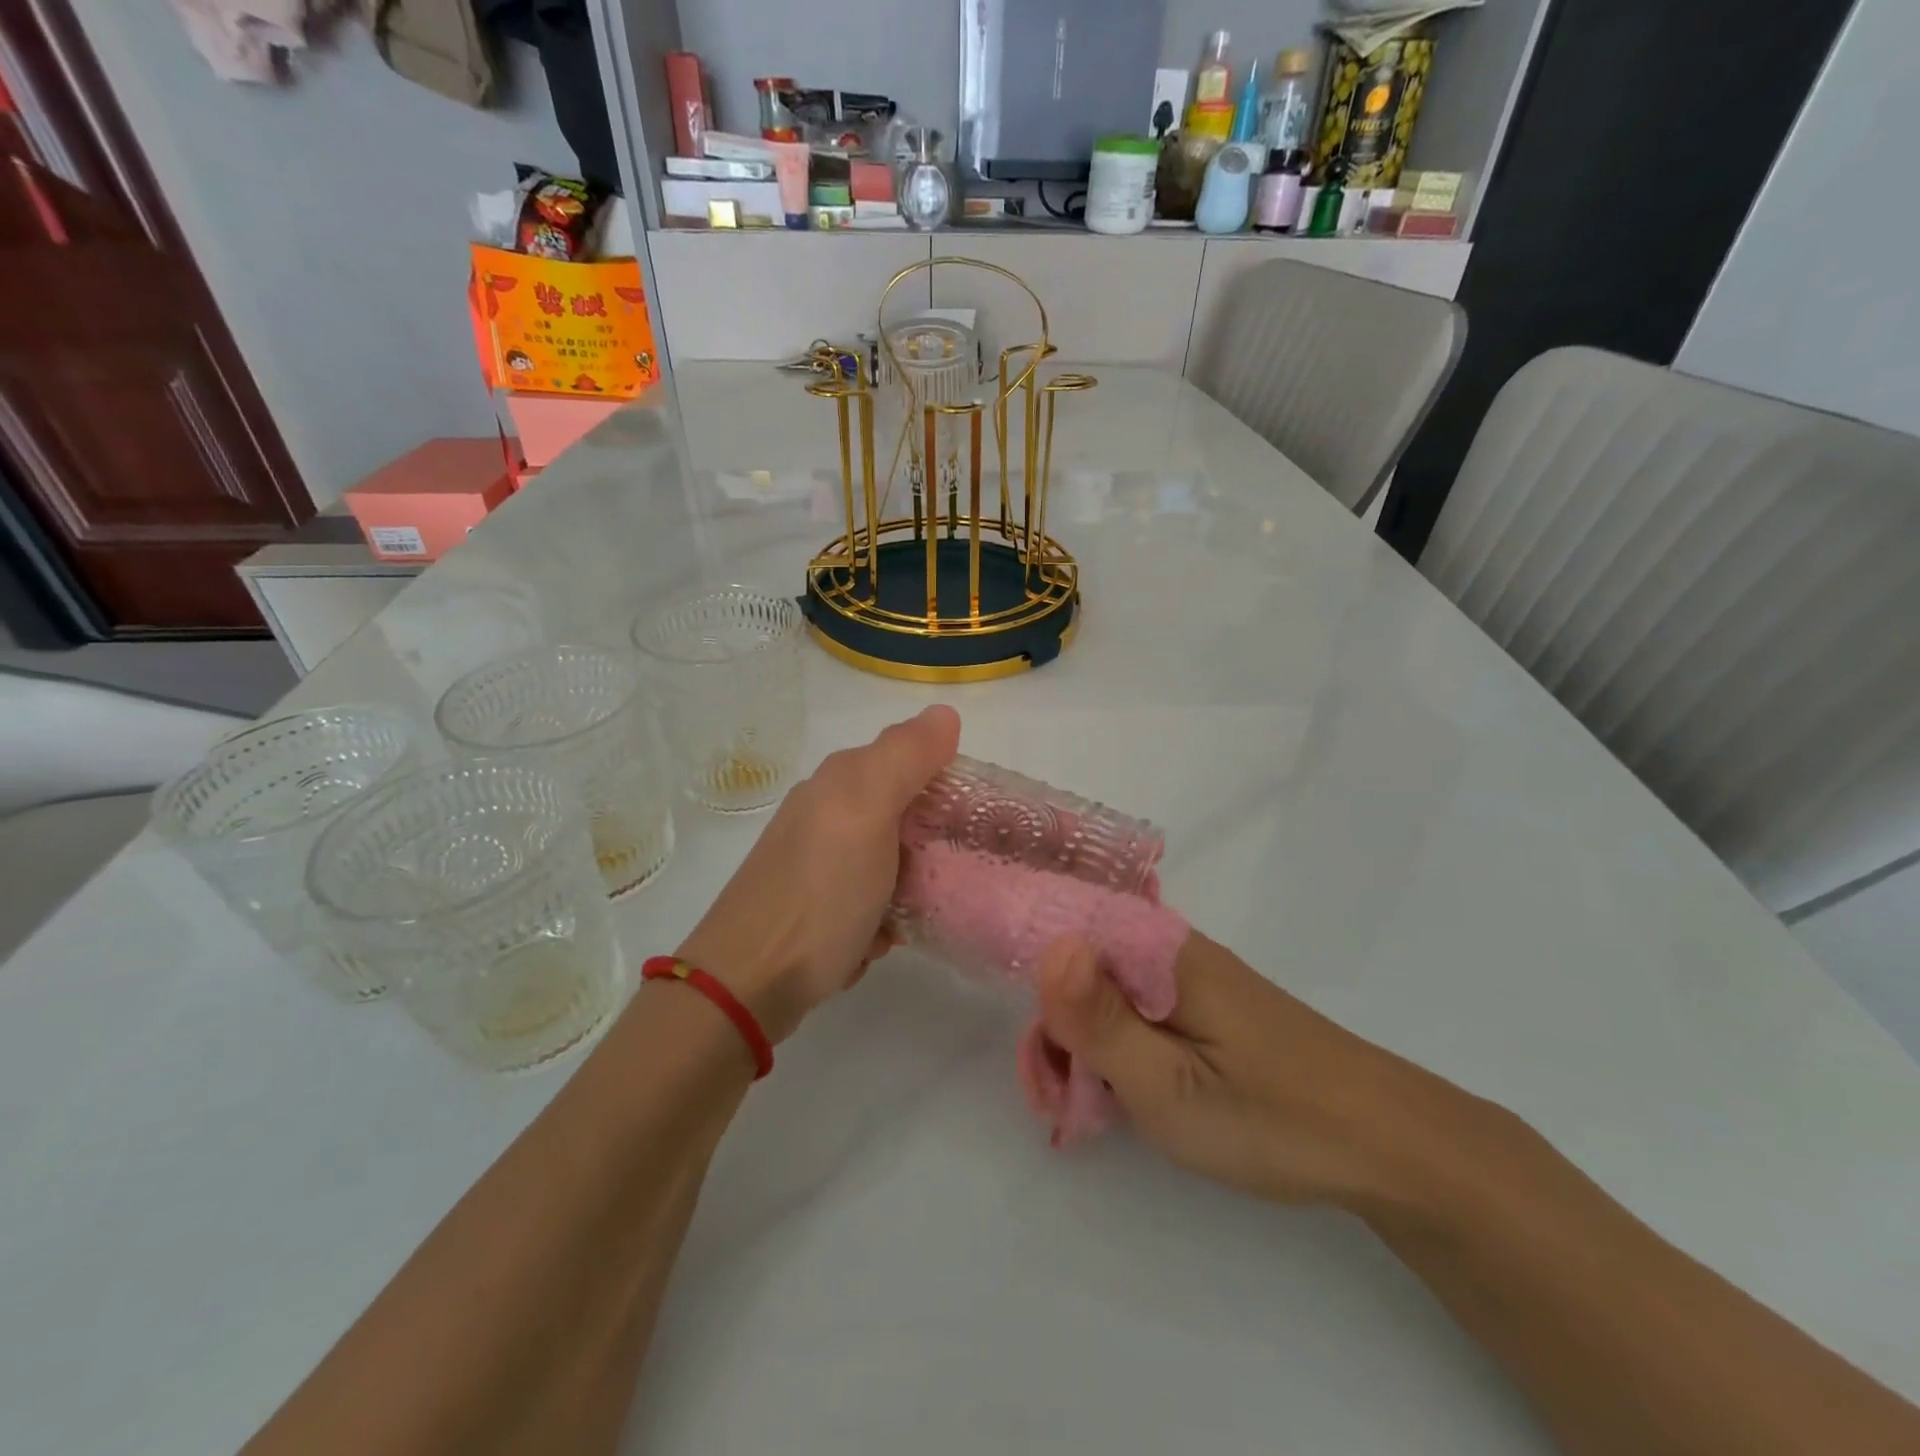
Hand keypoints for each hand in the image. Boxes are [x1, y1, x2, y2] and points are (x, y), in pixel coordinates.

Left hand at [677, 705, 960, 1044]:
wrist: (749, 982)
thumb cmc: (820, 894)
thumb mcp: (867, 813)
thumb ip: (906, 758)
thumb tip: (945, 712)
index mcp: (841, 780)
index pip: (912, 759)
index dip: (949, 785)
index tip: (977, 822)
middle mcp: (826, 811)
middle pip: (903, 812)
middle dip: (932, 842)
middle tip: (956, 872)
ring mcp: (817, 861)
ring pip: (889, 859)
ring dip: (909, 886)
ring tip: (915, 911)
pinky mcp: (814, 905)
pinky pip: (869, 898)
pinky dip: (882, 916)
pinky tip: (880, 938)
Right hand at [1032, 933, 1466, 1209]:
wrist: (1386, 1143)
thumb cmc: (1270, 1116)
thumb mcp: (1169, 1085)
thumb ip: (1101, 1021)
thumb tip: (1050, 946)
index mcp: (1157, 951)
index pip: (1063, 933)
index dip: (1035, 989)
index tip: (1038, 1058)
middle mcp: (1168, 950)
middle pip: (1080, 969)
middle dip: (1058, 1031)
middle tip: (1066, 1105)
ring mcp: (1188, 978)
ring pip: (1105, 995)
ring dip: (1086, 1047)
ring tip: (1097, 1112)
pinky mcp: (1203, 1005)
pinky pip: (1137, 1012)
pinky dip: (1119, 1051)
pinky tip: (1128, 1098)